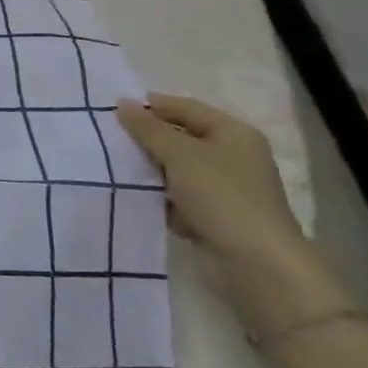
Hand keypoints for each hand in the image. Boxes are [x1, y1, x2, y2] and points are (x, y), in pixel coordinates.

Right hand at [114, 94, 304, 267]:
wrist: (256, 264)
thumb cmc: (220, 196)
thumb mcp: (179, 154)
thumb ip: (148, 128)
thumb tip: (122, 103)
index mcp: (233, 133)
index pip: (186, 108)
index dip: (153, 106)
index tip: (115, 109)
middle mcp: (233, 156)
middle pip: (182, 137)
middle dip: (149, 138)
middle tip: (111, 137)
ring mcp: (225, 188)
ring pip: (178, 168)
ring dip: (152, 168)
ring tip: (116, 164)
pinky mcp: (216, 215)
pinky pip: (181, 195)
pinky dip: (161, 195)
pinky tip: (136, 195)